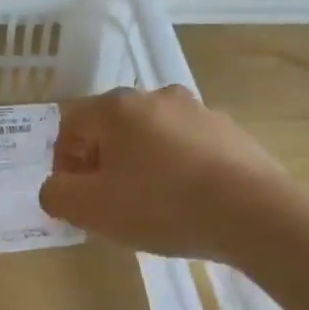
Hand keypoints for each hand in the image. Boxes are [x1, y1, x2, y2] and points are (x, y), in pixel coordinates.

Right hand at [38, 85, 288, 260]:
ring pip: (152, 136)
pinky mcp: (230, 132)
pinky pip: (187, 148)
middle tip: (107, 202)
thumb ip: (57, 194)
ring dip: (140, 164)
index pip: (71, 123)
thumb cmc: (160, 205)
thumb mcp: (91, 209)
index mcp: (118, 107)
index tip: (75, 195)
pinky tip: (186, 202)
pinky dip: (176, 169)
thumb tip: (57, 187)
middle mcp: (157, 96)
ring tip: (149, 206)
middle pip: (112, 127)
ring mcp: (198, 111)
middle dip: (101, 163)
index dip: (63, 160)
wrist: (251, 212)